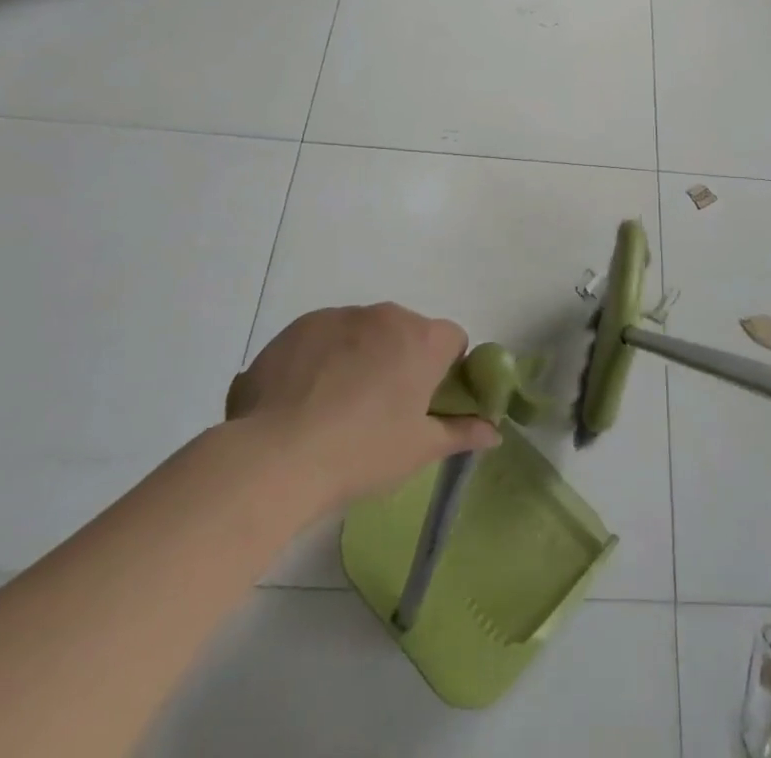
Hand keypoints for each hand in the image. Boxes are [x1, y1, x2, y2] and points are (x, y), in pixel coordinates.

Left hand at [224, 304, 500, 514]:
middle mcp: (385, 315)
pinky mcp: (300, 326)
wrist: (276, 456)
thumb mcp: (419, 450)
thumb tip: (494, 431)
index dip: (446, 370)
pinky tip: (303, 400)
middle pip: (406, 332)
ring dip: (361, 357)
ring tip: (335, 408)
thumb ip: (461, 432)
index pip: (452, 340)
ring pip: (363, 333)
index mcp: (422, 339)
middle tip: (382, 410)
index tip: (427, 403)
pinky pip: (324, 337)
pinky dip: (323, 359)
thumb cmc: (362, 452)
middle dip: (401, 361)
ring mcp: (339, 316)